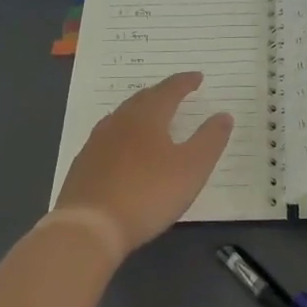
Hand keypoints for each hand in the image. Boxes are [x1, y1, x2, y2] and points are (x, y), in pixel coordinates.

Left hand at [53, 71, 232, 258]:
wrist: (89, 228)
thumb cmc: (148, 194)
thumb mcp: (192, 168)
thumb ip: (210, 139)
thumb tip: (223, 115)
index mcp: (147, 117)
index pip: (169, 90)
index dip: (185, 82)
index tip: (198, 78)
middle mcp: (119, 121)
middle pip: (143, 99)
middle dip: (161, 94)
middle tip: (176, 93)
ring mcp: (97, 142)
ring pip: (122, 117)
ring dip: (140, 112)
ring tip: (152, 118)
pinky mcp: (83, 165)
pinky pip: (108, 138)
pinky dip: (124, 135)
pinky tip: (125, 150)